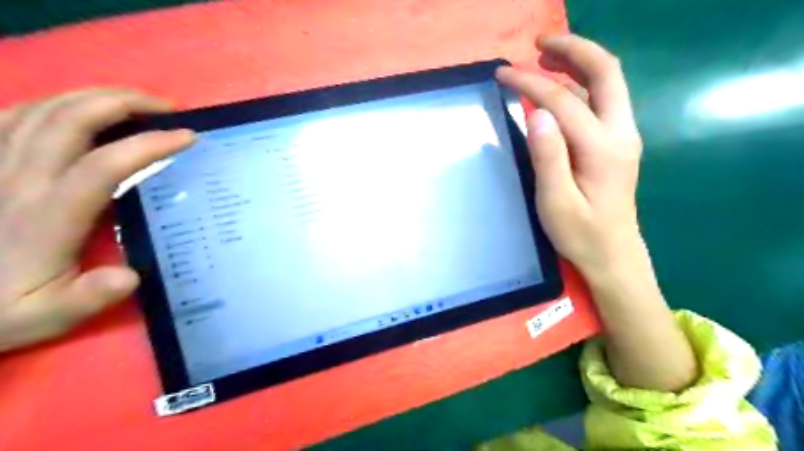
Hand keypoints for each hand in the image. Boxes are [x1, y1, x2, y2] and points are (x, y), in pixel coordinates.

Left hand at [0, 89, 193, 352]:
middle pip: (72, 119)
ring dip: (95, 96)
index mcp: (47, 215)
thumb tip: (129, 276)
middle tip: (168, 107)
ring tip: (135, 102)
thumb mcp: (47, 316)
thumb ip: (88, 297)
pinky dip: (55, 102)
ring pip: (44, 109)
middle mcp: (20, 179)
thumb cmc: (0, 307)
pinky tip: (79, 110)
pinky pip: (14, 114)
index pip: (104, 164)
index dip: (149, 144)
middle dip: (126, 102)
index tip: (188, 136)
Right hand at [500, 33, 645, 277]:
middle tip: (538, 44)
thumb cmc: (581, 234)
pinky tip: (558, 90)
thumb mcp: (556, 202)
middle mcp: (621, 132)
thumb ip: (548, 157)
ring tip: (544, 58)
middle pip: (606, 72)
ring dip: (578, 63)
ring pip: (607, 83)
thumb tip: (536, 112)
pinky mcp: (616, 143)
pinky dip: (579, 84)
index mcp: (603, 147)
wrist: (613, 255)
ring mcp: (623, 136)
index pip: (563, 101)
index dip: (531, 83)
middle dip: (573, 50)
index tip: (502, 74)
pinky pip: (601, 100)